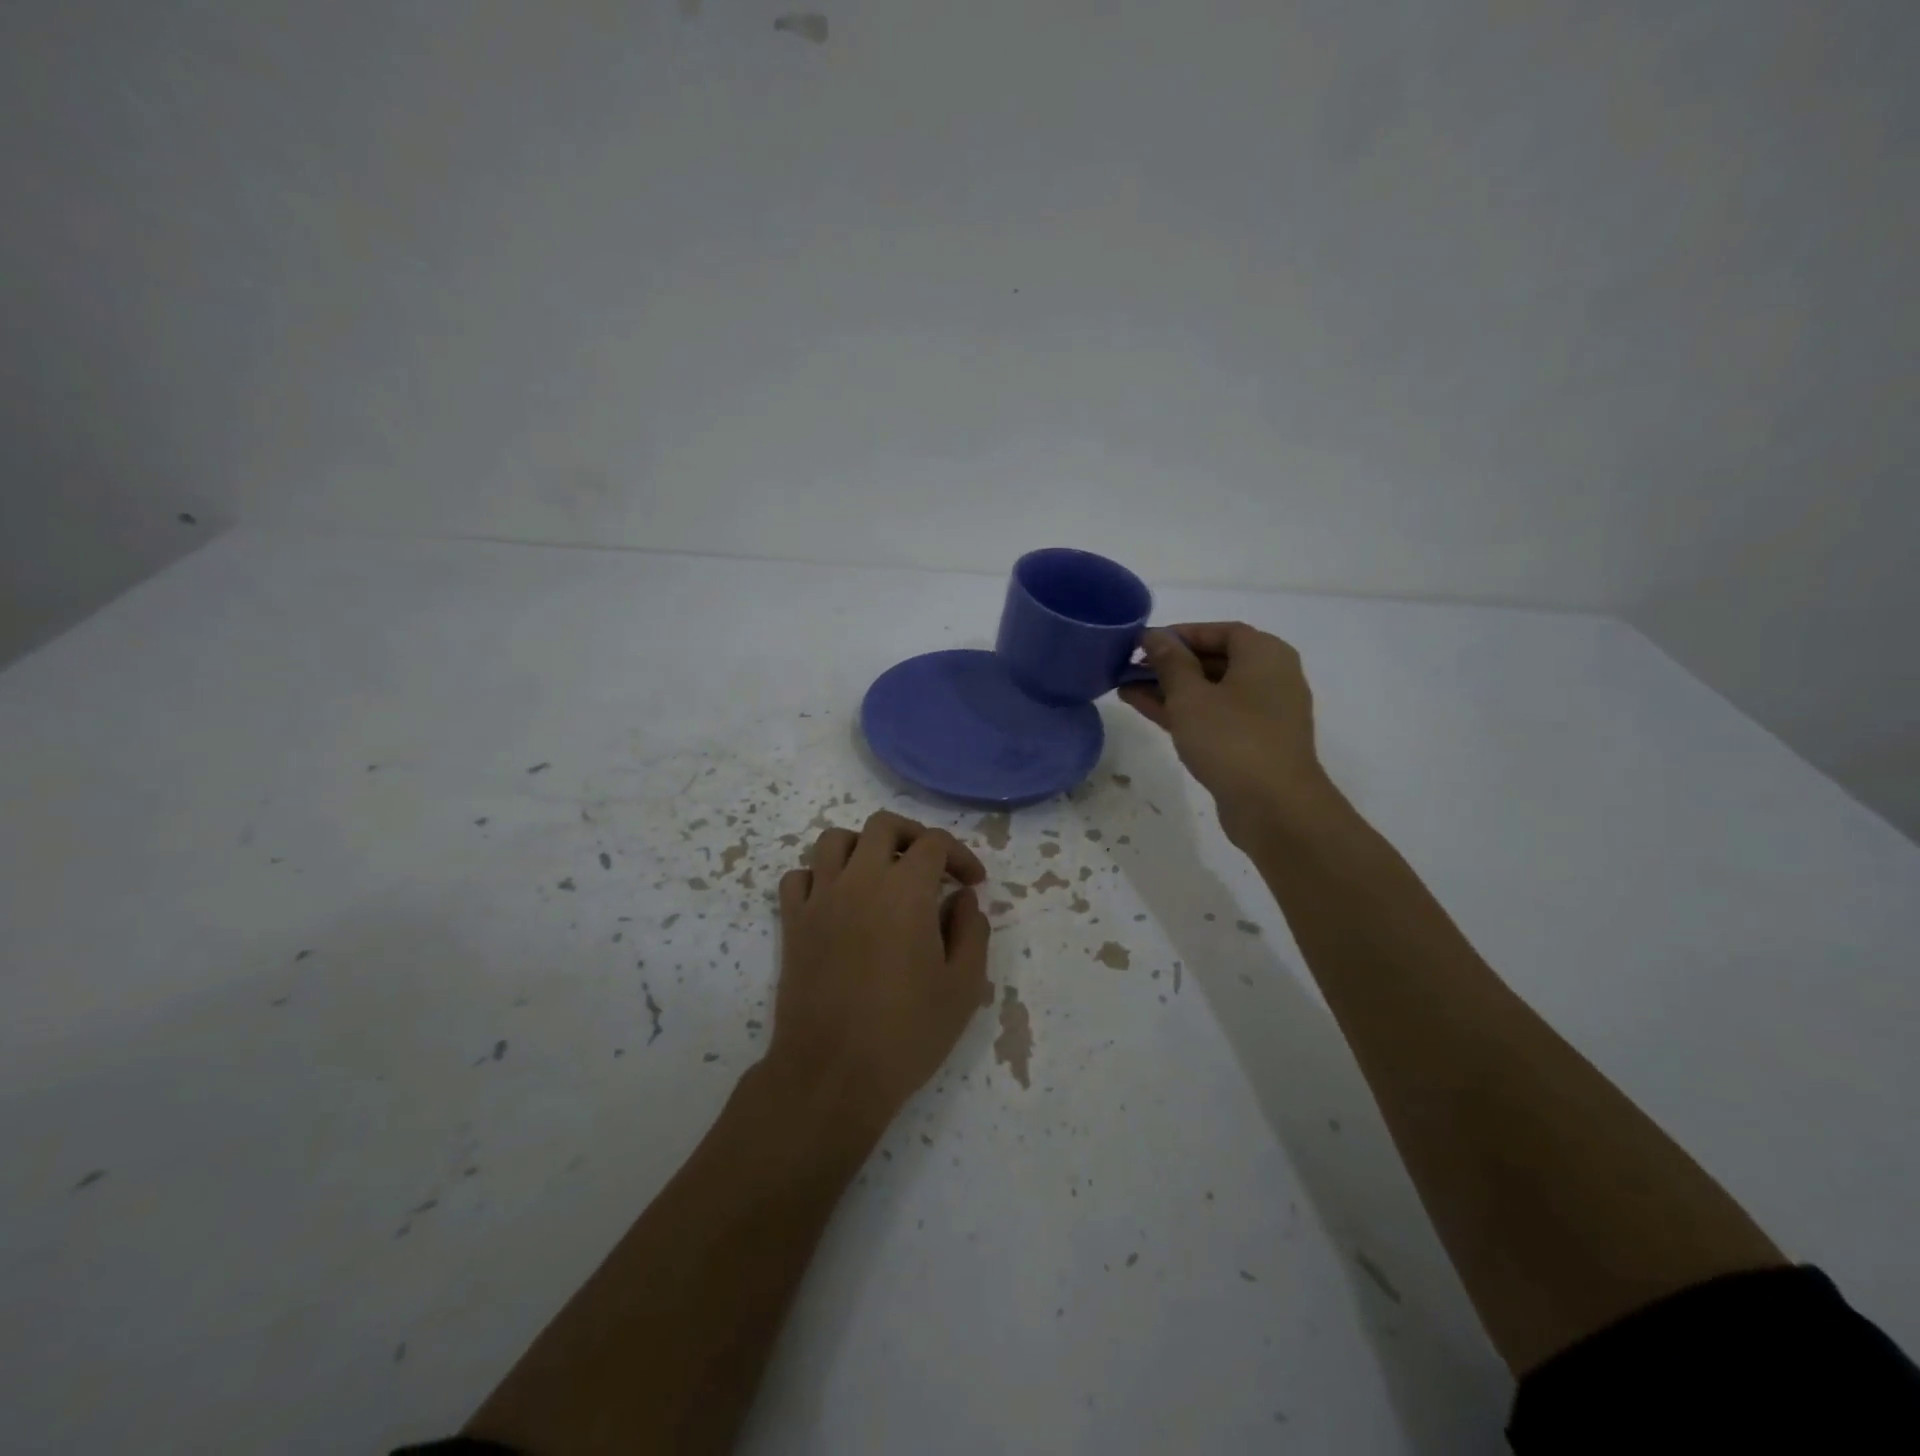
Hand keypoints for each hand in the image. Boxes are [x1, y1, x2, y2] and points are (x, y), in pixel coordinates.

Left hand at [770, 811, 992, 1131]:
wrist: (832, 1074)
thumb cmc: (906, 1033)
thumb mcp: (963, 987)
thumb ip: (971, 932)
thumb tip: (962, 900)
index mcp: (906, 890)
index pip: (934, 843)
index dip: (960, 855)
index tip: (972, 884)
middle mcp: (860, 880)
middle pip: (883, 825)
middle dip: (913, 836)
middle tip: (930, 866)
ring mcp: (820, 898)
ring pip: (834, 840)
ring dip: (863, 847)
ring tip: (881, 875)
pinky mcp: (793, 923)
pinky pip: (799, 876)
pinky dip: (819, 876)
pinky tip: (838, 900)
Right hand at [1119, 623, 1331, 848]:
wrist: (1274, 807)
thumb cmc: (1232, 739)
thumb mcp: (1191, 696)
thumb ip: (1170, 662)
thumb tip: (1156, 636)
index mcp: (1264, 654)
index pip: (1219, 631)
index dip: (1180, 633)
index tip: (1143, 642)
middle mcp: (1270, 677)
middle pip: (1214, 660)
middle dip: (1169, 663)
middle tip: (1129, 666)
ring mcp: (1263, 713)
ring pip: (1209, 691)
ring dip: (1170, 689)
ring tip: (1126, 688)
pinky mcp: (1253, 742)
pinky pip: (1214, 715)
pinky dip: (1184, 711)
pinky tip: (1146, 710)